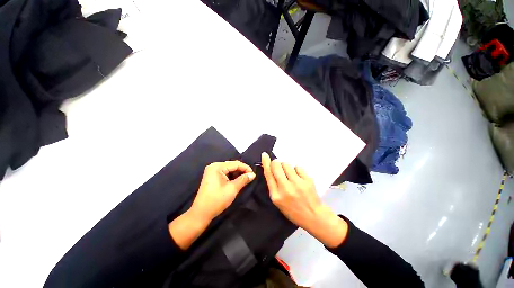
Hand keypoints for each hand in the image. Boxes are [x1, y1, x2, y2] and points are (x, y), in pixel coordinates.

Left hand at [190, 161, 255, 221]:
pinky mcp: (212, 176)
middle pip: (232, 165)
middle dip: (242, 170)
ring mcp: (212, 171)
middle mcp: (214, 166)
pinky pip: (225, 173)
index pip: (235, 164)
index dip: (246, 168)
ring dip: (237, 173)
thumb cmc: (217, 200)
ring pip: (229, 169)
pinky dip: (232, 176)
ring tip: (245, 179)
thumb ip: (243, 179)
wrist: (201, 213)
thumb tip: (253, 174)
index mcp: (217, 166)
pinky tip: (237, 180)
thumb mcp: (232, 189)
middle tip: (251, 177)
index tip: (254, 174)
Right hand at [261, 152, 347, 247]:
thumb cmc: (293, 210)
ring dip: (286, 167)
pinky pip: (297, 166)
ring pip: (286, 164)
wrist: (313, 216)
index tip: (264, 155)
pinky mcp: (307, 180)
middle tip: (279, 166)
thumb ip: (273, 185)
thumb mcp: (278, 201)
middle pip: (277, 165)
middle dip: (276, 163)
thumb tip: (270, 169)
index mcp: (276, 195)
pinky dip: (296, 170)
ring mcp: (297, 183)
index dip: (265, 163)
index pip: (268, 174)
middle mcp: (286, 188)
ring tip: (290, 175)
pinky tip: (298, 177)